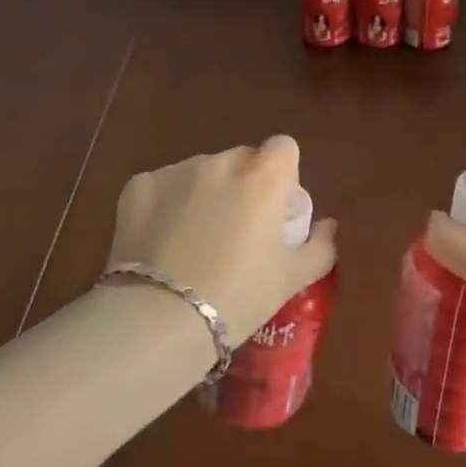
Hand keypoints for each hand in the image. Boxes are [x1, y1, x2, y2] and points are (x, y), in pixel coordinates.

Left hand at [104, 136, 337, 342]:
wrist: (159, 319)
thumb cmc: (238, 297)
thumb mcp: (291, 279)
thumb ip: (319, 247)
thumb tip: (327, 227)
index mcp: (263, 178)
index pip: (283, 148)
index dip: (282, 174)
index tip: (275, 208)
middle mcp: (220, 163)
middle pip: (241, 159)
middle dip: (242, 184)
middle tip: (235, 228)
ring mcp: (175, 171)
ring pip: (199, 172)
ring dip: (203, 193)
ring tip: (192, 241)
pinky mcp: (138, 186)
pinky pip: (162, 187)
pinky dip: (165, 205)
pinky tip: (160, 242)